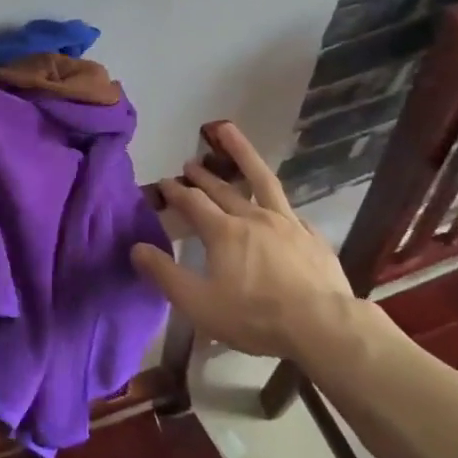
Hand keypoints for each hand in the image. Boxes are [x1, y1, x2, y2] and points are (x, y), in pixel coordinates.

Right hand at [131, 122, 369, 359]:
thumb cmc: (254, 316)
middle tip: (190, 163)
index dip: (175, 191)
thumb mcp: (198, 303)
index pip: (192, 202)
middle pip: (222, 189)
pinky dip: (278, 201)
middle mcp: (253, 217)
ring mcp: (287, 223)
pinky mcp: (311, 236)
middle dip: (202, 175)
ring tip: (229, 131)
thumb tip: (136, 248)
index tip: (163, 182)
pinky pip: (291, 210)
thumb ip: (164, 274)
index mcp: (223, 232)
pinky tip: (279, 204)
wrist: (321, 326)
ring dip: (242, 153)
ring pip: (261, 180)